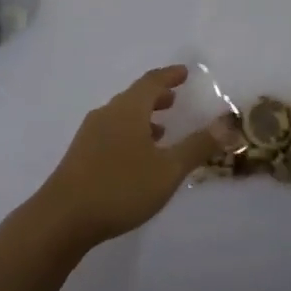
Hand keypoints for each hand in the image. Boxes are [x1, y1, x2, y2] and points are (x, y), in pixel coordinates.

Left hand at [29, 66, 226, 251]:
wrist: (63, 217)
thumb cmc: (120, 187)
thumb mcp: (168, 170)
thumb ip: (198, 146)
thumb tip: (227, 122)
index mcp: (128, 110)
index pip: (151, 82)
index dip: (169, 75)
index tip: (185, 72)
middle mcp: (106, 114)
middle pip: (134, 97)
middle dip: (156, 96)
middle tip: (175, 98)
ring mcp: (90, 134)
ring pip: (121, 116)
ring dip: (143, 117)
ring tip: (162, 129)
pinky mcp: (80, 155)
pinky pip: (111, 132)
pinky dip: (130, 133)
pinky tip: (136, 157)